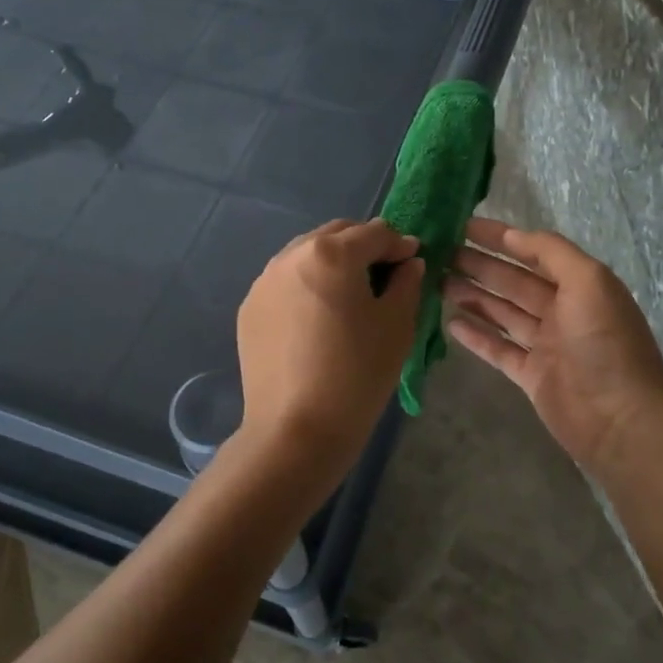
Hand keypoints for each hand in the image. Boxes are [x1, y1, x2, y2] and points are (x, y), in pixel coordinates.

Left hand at [235, 219, 422, 486]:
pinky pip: (286, 282)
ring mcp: (264, 281)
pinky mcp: (249, 309)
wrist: (296, 430)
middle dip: (364, 246)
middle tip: (385, 275)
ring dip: (333, 263)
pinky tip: (319, 319)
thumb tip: (408, 263)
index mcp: (331, 253)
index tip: (413, 262)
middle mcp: (291, 255)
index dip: (400, 244)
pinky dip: (308, 286)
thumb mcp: (397, 325)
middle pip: (337, 235)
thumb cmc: (357, 373)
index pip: (375, 232)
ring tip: (350, 295)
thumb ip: (407, 283)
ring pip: (307, 255)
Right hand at [445, 218, 662, 480]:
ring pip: (502, 313)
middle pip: (513, 281)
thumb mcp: (589, 282)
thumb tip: (514, 235)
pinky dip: (476, 336)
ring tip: (438, 282)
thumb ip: (552, 252)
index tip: (463, 226)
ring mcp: (546, 345)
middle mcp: (563, 311)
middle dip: (479, 265)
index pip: (534, 252)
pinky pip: (498, 349)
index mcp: (580, 285)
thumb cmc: (605, 344)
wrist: (621, 421)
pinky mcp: (532, 376)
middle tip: (440, 254)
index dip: (501, 238)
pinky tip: (450, 322)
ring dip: (472, 296)